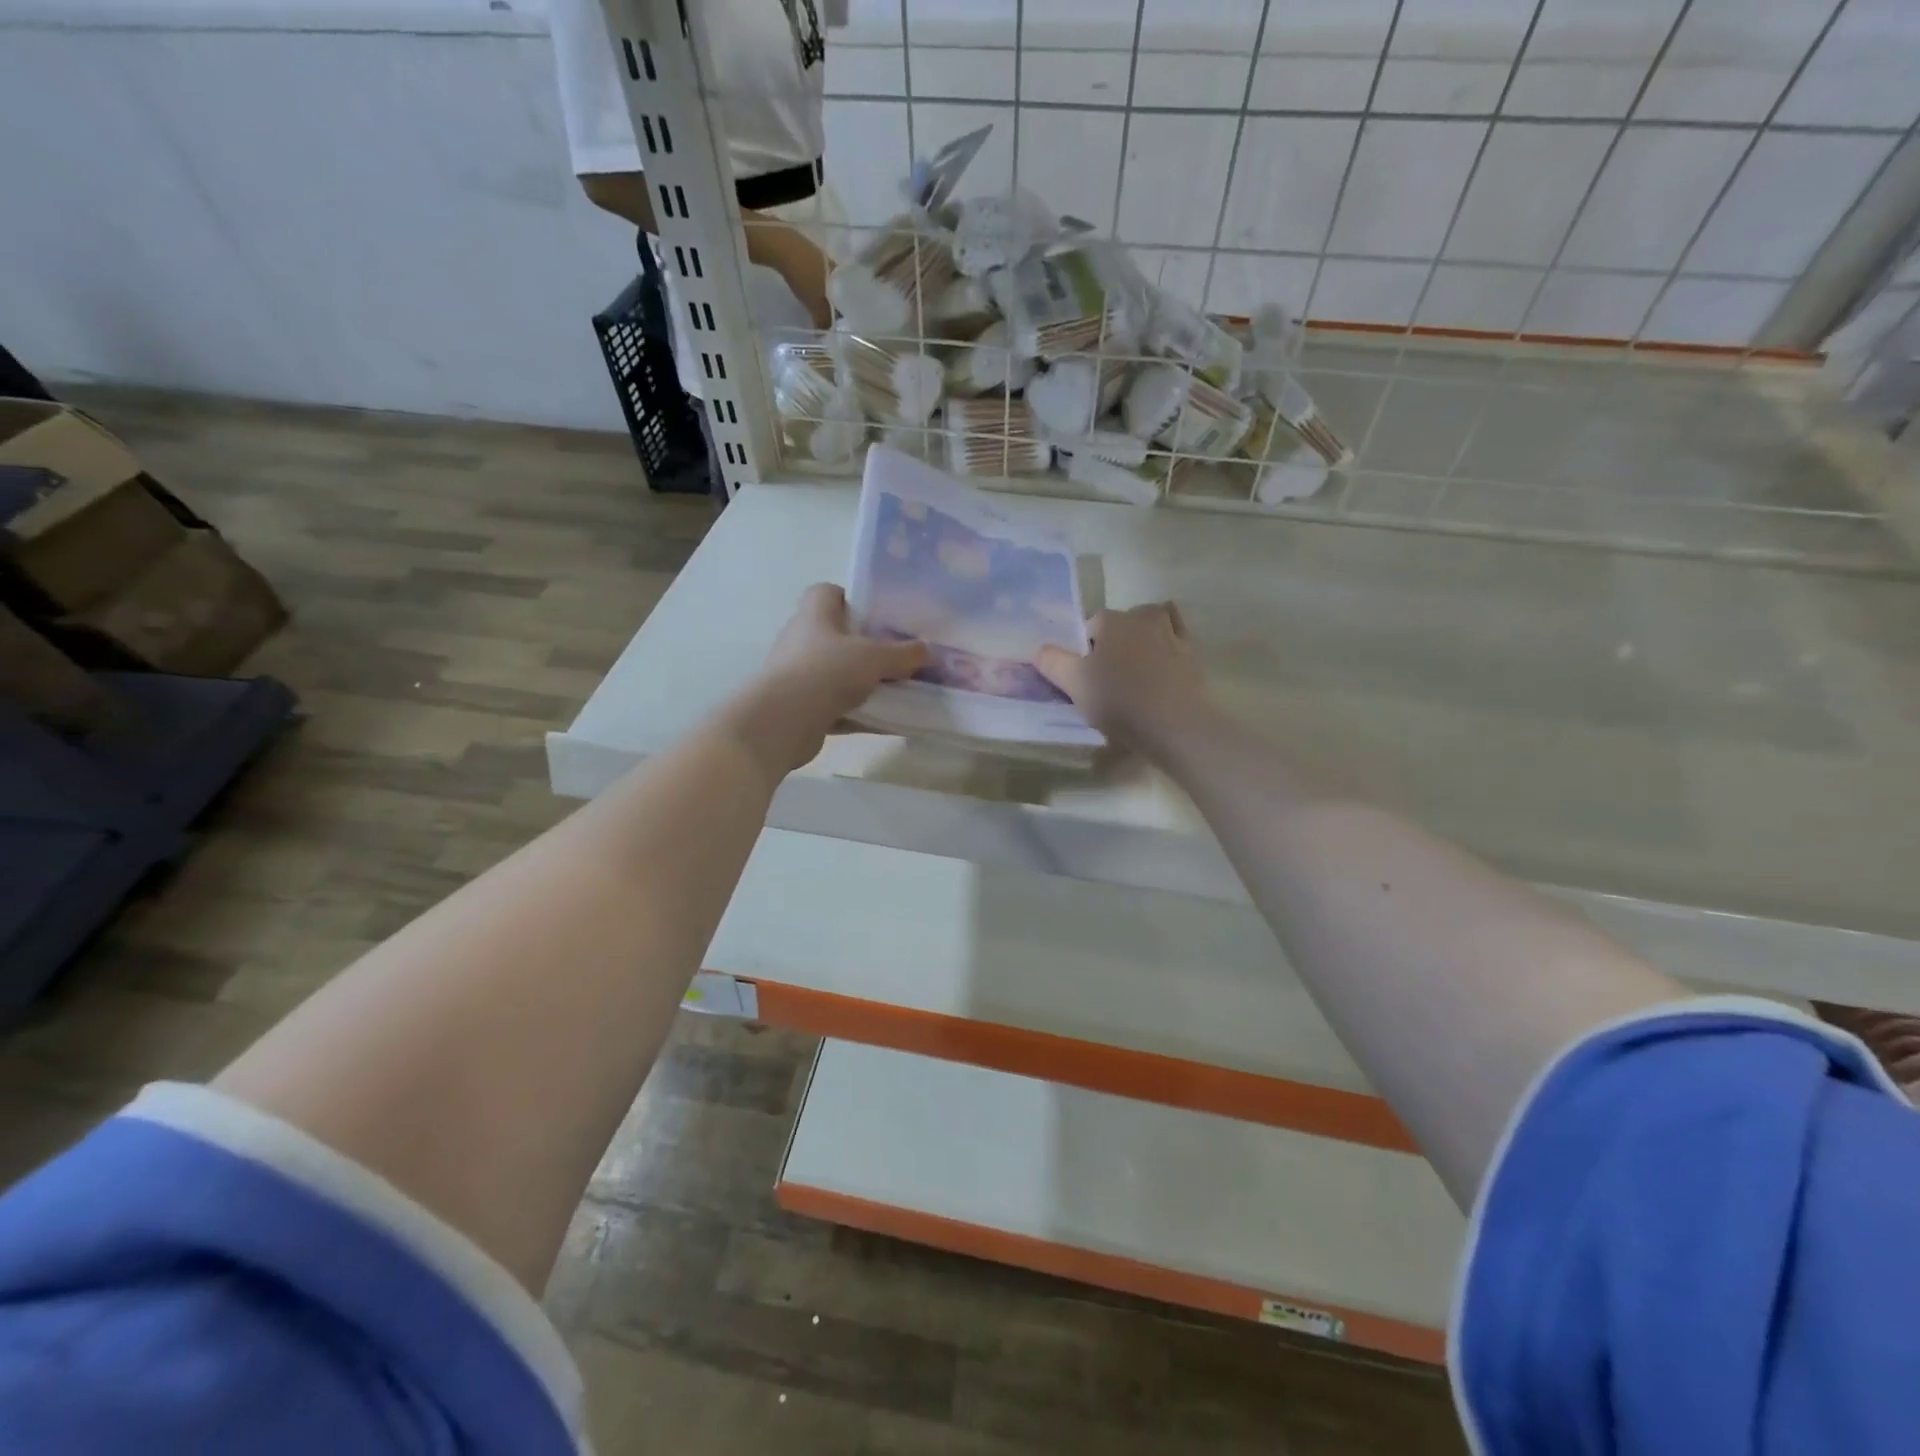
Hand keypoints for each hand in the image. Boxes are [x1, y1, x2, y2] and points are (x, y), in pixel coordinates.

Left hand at [726, 584, 926, 775]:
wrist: (783, 721)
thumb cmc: (827, 671)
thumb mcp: (875, 658)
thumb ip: (903, 653)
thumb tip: (926, 650)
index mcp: (814, 614)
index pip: (827, 593)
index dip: (851, 599)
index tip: (877, 616)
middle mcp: (802, 640)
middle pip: (836, 636)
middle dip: (865, 646)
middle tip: (896, 657)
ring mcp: (798, 675)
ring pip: (837, 673)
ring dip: (862, 682)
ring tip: (896, 691)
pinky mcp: (800, 707)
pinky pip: (836, 706)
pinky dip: (858, 713)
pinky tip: (885, 722)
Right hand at [1034, 602, 1208, 759]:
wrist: (1175, 724)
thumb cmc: (1119, 700)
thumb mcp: (1074, 684)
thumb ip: (1053, 663)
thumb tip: (1040, 650)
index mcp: (1111, 621)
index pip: (1089, 626)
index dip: (1083, 650)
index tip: (1084, 675)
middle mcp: (1142, 618)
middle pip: (1120, 624)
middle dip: (1112, 642)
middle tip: (1107, 676)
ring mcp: (1172, 633)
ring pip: (1151, 625)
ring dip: (1141, 638)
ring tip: (1135, 669)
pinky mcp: (1193, 653)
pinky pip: (1177, 637)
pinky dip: (1168, 642)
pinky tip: (1162, 660)